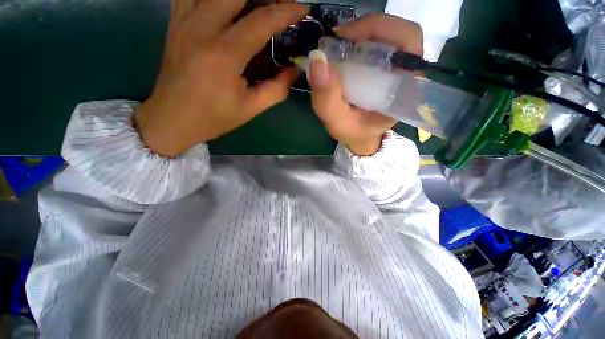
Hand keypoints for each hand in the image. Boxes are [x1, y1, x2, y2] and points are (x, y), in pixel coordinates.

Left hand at [135, 0, 307, 156]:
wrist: (173, 119)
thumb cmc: (214, 117)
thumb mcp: (250, 109)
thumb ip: (277, 89)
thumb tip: (295, 71)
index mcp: (224, 56)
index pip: (260, 21)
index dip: (286, 11)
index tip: (303, 9)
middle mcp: (201, 29)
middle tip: (280, 4)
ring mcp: (183, 21)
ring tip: (256, 4)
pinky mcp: (174, 22)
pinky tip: (226, 6)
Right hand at [308, 14, 422, 155]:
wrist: (359, 137)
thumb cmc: (353, 133)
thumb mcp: (338, 123)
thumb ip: (327, 99)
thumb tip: (317, 58)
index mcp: (404, 88)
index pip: (407, 41)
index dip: (379, 29)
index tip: (345, 39)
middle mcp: (405, 73)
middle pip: (397, 32)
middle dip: (365, 30)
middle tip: (337, 42)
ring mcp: (395, 68)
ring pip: (385, 35)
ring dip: (358, 36)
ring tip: (336, 48)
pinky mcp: (384, 68)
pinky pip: (374, 45)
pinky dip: (355, 43)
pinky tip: (341, 54)